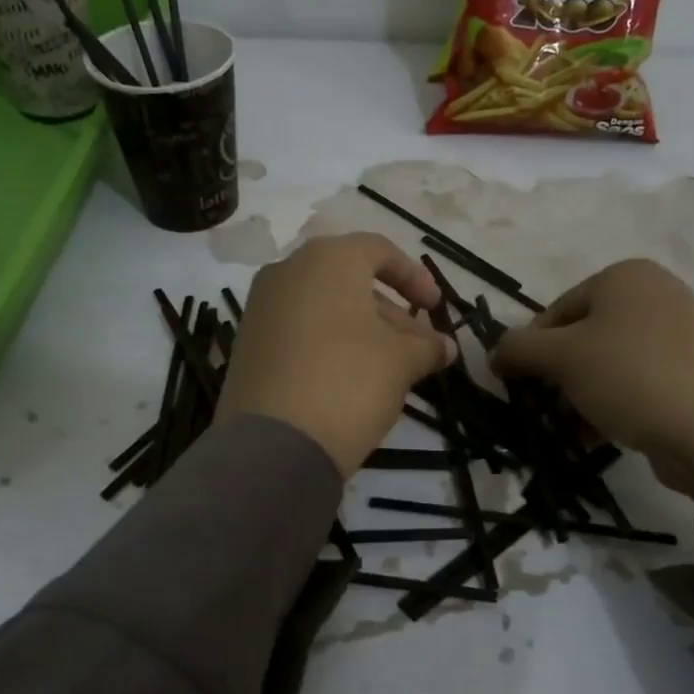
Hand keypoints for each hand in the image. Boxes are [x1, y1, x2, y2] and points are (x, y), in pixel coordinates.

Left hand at [218, 233, 456, 475]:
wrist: (275, 443)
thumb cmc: (349, 381)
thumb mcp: (401, 362)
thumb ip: (427, 346)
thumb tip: (445, 346)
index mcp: (327, 259)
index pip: (379, 250)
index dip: (414, 277)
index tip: (435, 309)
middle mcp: (287, 271)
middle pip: (350, 281)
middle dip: (391, 312)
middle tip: (418, 348)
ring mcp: (261, 308)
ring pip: (324, 307)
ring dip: (363, 331)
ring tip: (391, 369)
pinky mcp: (248, 344)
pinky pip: (299, 330)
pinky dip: (330, 344)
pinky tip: (352, 379)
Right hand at [490, 259, 693, 494]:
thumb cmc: (632, 377)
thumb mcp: (561, 357)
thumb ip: (518, 349)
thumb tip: (495, 354)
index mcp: (624, 276)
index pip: (553, 312)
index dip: (530, 352)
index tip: (521, 390)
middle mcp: (654, 295)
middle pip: (580, 339)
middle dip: (556, 379)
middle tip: (546, 413)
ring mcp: (678, 334)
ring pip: (606, 365)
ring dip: (579, 398)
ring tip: (572, 431)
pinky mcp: (692, 372)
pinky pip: (635, 383)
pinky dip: (612, 405)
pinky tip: (599, 436)